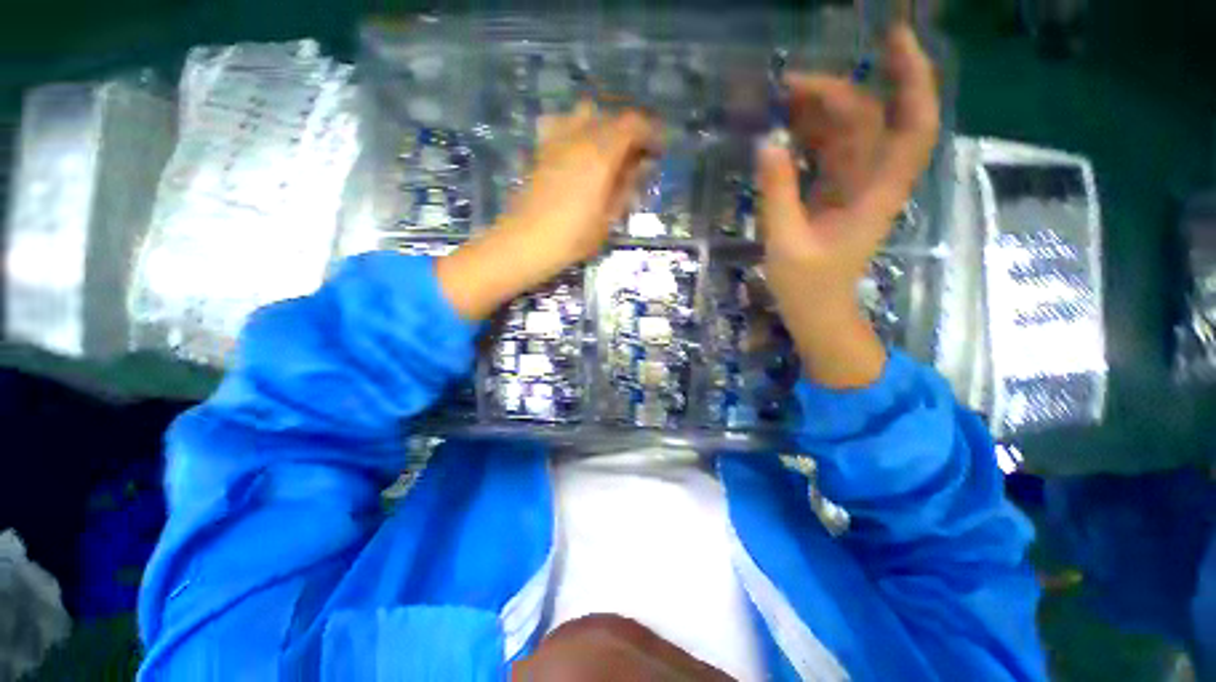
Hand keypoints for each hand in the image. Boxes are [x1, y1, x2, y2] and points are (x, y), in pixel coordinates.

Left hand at [437, 104, 657, 319]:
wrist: (526, 242)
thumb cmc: (573, 237)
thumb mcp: (609, 219)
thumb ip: (627, 187)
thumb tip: (641, 166)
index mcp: (601, 154)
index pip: (633, 125)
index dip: (650, 133)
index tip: (659, 150)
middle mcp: (579, 136)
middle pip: (611, 117)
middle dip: (630, 131)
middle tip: (637, 156)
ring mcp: (556, 139)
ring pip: (585, 113)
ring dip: (603, 126)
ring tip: (608, 150)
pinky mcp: (540, 148)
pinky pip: (561, 123)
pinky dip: (575, 128)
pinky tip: (576, 149)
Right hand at [757, 24, 939, 387]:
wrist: (817, 312)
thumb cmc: (807, 287)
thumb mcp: (786, 243)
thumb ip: (778, 194)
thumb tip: (767, 143)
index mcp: (875, 194)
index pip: (912, 126)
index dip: (913, 79)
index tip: (892, 40)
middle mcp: (872, 181)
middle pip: (870, 119)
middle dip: (836, 92)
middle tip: (787, 86)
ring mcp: (853, 186)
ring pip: (848, 133)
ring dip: (819, 111)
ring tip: (780, 101)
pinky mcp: (834, 194)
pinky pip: (828, 153)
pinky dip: (808, 136)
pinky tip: (785, 130)